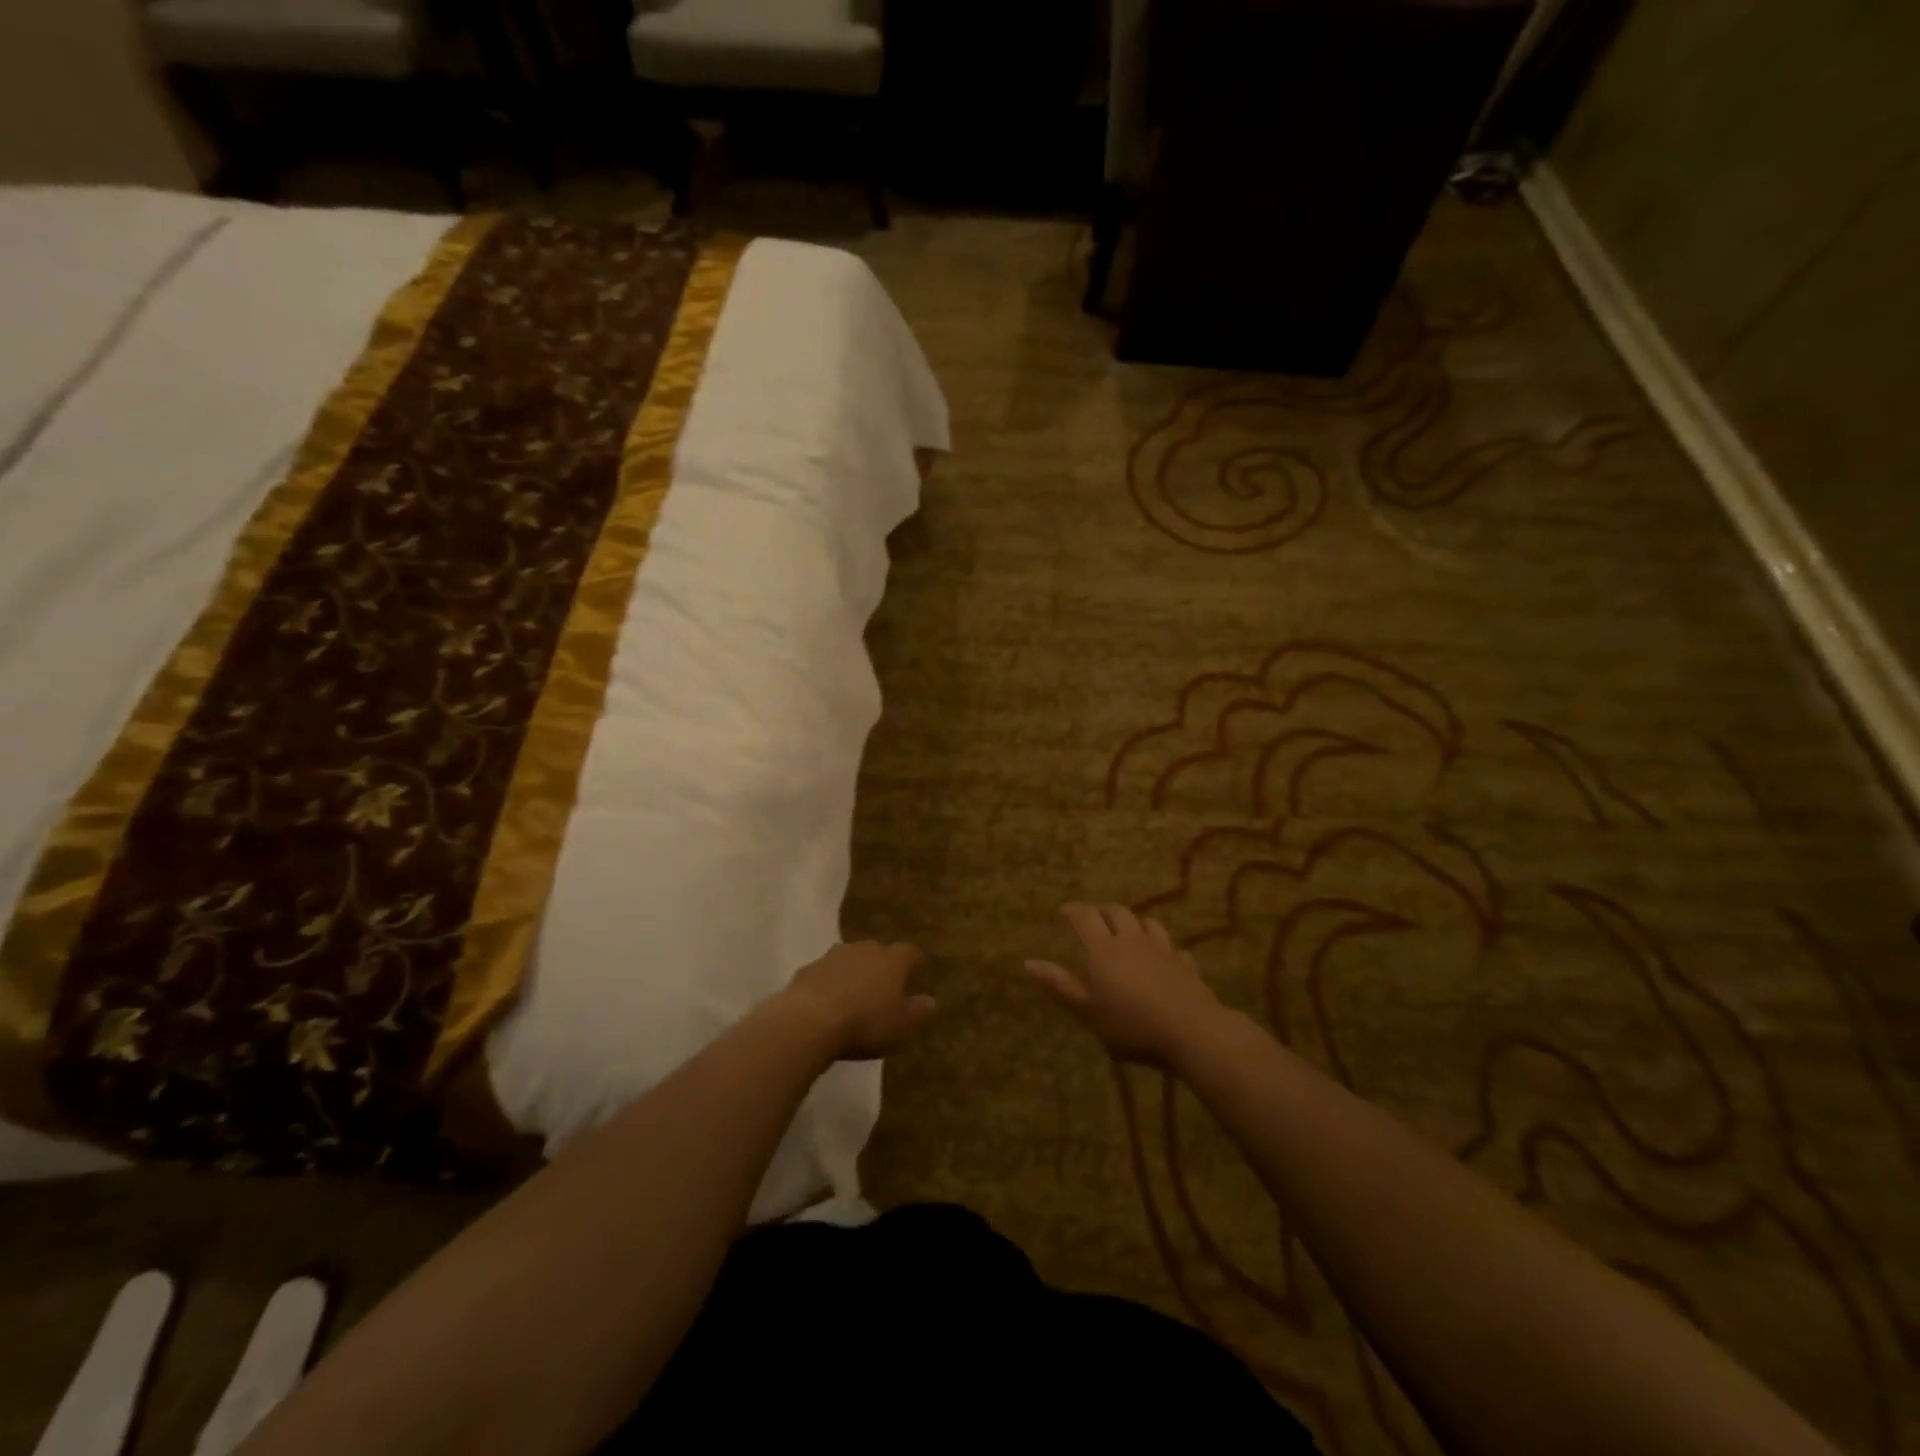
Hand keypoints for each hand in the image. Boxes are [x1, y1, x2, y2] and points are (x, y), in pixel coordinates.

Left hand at [780, 941, 936, 1060]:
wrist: (810, 1021)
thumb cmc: (866, 1023)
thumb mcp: (902, 1025)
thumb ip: (919, 1011)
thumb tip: (931, 1000)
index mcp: (893, 960)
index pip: (910, 952)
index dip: (914, 962)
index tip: (917, 970)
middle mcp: (865, 949)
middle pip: (878, 951)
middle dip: (882, 965)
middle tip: (883, 986)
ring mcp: (834, 956)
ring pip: (850, 959)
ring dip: (854, 972)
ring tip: (854, 994)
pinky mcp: (808, 969)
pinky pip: (825, 973)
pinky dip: (829, 983)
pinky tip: (826, 1003)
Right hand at [1024, 903, 1227, 1067]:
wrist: (1191, 1032)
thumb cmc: (1131, 1024)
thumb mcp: (1088, 1011)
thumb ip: (1060, 985)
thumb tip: (1028, 962)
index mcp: (1104, 949)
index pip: (1085, 916)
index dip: (1073, 910)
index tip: (1064, 910)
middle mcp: (1132, 939)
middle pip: (1117, 912)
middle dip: (1102, 910)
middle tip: (1093, 918)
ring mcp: (1162, 949)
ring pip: (1147, 922)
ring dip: (1134, 921)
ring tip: (1128, 929)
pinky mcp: (1185, 963)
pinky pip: (1172, 946)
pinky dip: (1162, 945)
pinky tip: (1162, 955)